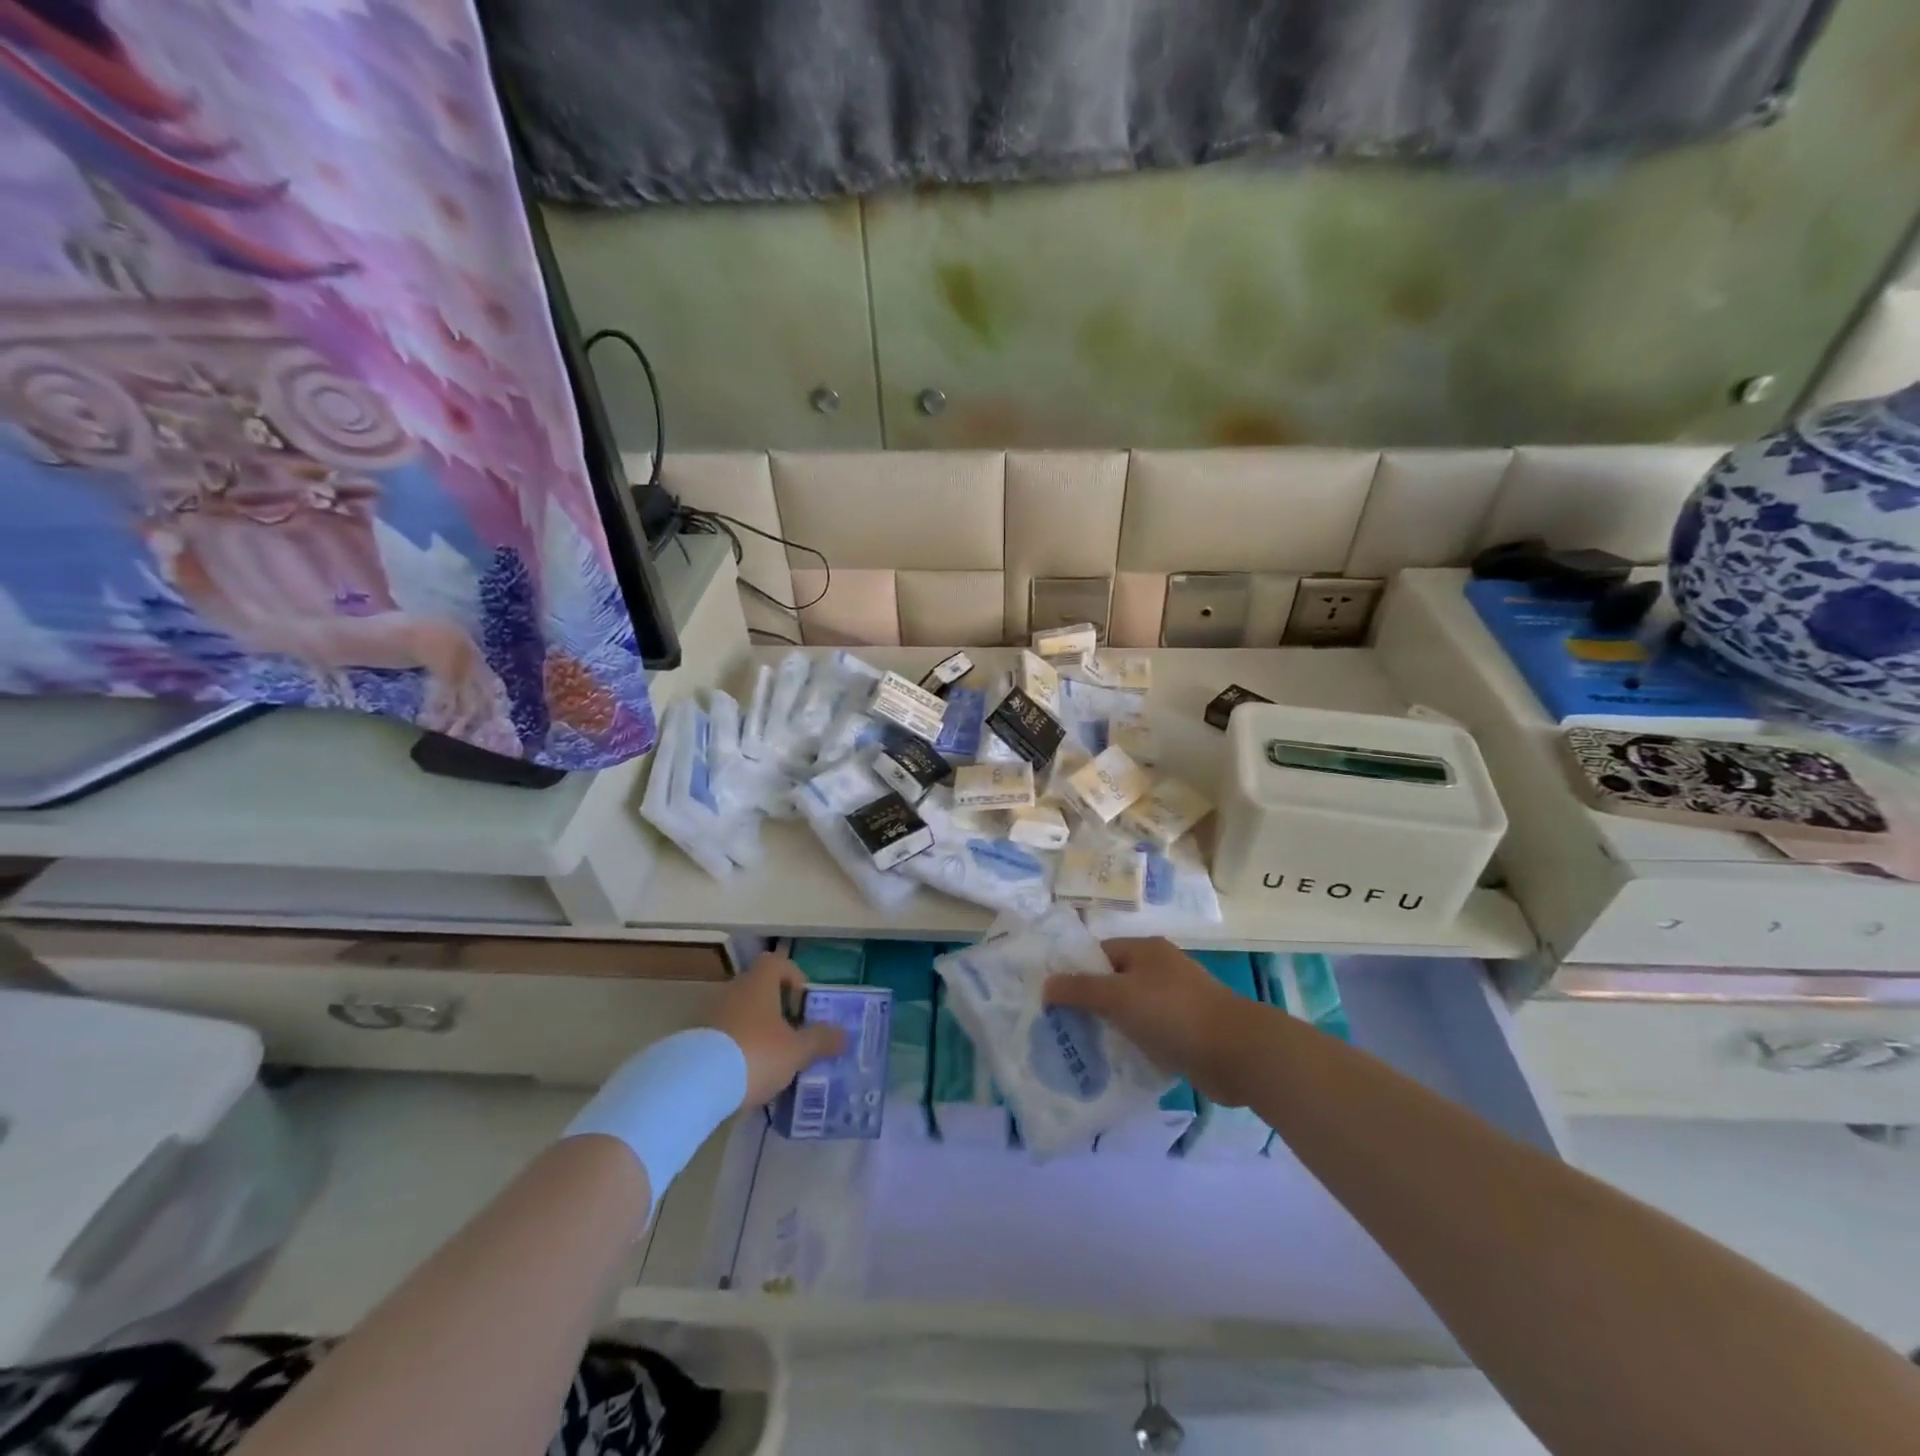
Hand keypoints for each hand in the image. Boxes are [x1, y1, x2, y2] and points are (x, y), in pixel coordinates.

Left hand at [708, 953, 849, 1108]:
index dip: (793, 977)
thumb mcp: (797, 1051)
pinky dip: (735, 1047)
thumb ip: (821, 1040)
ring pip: (741, 1012)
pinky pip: (723, 1034)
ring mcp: (711, 1013)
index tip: (803, 1004)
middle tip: (791, 1035)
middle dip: (776, 1009)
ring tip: (770, 1059)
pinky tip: (743, 1074)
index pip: (777, 963)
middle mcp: (734, 990)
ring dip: (755, 1029)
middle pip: (759, 988)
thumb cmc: (756, 1054)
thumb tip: (845, 1035)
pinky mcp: (695, 1038)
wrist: (694, 1083)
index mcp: (760, 983)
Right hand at [1044, 937, 1251, 1106]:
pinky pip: (1149, 1033)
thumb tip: (1045, 984)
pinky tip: (1114, 1064)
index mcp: (1145, 950)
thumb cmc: (1172, 1013)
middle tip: (1059, 1027)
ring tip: (1080, 1048)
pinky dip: (1132, 1045)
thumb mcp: (1118, 996)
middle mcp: (1160, 969)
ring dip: (1110, 1027)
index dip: (1074, 972)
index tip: (1050, 998)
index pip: (1098, 953)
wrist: (1236, 1052)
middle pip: (1113, 982)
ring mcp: (1176, 1000)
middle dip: (1088, 1003)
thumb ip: (1079, 989)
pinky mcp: (1186, 1031)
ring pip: (1130, 1010)